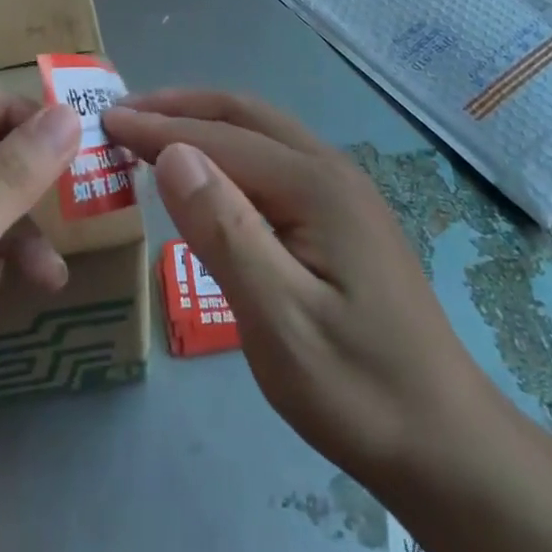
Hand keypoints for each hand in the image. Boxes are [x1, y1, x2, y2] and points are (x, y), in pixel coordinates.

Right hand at [102, 91, 493, 493]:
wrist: (447, 444)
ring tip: (151, 132)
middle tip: (122, 114)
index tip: (105, 121)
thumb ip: (225, 232)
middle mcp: (330, 169)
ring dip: (202, 121)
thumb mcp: (279, 320)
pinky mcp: (341, 213)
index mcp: (315, 185)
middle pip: (242, 114)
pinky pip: (271, 157)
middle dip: (179, 107)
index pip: (219, 137)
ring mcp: (340, 189)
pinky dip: (225, 147)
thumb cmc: (357, 387)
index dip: (158, 128)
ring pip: (259, 131)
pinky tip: (206, 172)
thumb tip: (172, 155)